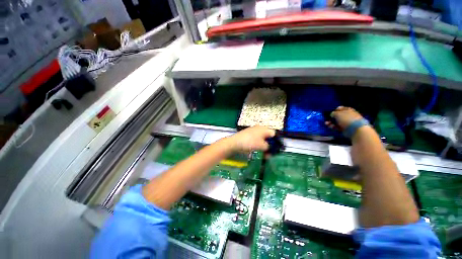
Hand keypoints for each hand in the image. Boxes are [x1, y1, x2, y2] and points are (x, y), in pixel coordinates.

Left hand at [228, 126, 274, 151]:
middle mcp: (259, 128)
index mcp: (264, 129)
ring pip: (262, 138)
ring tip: (265, 154)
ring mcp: (253, 131)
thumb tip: (269, 148)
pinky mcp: (248, 135)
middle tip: (270, 152)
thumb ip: (269, 147)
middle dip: (270, 144)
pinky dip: (258, 144)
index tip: (276, 148)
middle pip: (268, 136)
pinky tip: (258, 150)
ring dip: (264, 146)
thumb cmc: (250, 142)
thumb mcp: (262, 145)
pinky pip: (256, 139)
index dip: (276, 141)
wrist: (235, 142)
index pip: (273, 133)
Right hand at [325, 106, 363, 130]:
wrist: (354, 129)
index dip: (335, 110)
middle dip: (332, 117)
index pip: (340, 108)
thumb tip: (332, 114)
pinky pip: (338, 126)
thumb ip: (333, 113)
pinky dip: (333, 126)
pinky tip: (330, 126)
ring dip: (331, 122)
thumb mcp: (338, 114)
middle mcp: (348, 115)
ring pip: (337, 121)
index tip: (330, 112)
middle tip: (327, 119)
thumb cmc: (346, 118)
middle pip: (338, 116)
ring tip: (326, 123)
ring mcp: (347, 122)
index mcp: (348, 110)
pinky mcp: (345, 128)